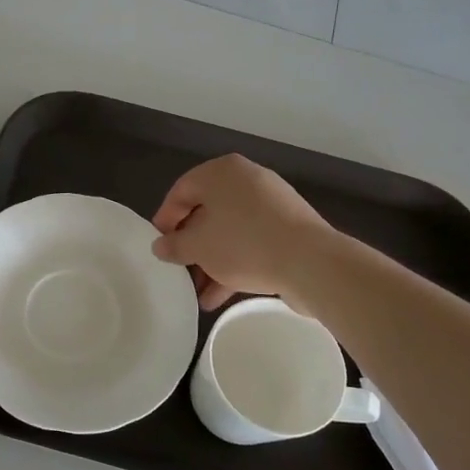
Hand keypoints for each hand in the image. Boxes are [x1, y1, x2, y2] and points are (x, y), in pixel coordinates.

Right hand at [151, 154, 335, 310]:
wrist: (311, 262)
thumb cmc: (243, 243)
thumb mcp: (198, 246)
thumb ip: (174, 245)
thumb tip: (160, 246)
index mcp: (222, 172)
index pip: (181, 190)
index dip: (165, 219)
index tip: (158, 246)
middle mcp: (247, 181)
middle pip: (207, 212)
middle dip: (191, 246)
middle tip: (179, 269)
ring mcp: (271, 204)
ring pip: (230, 231)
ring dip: (211, 261)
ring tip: (198, 292)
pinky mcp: (288, 229)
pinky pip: (252, 243)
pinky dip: (234, 264)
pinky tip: (219, 296)